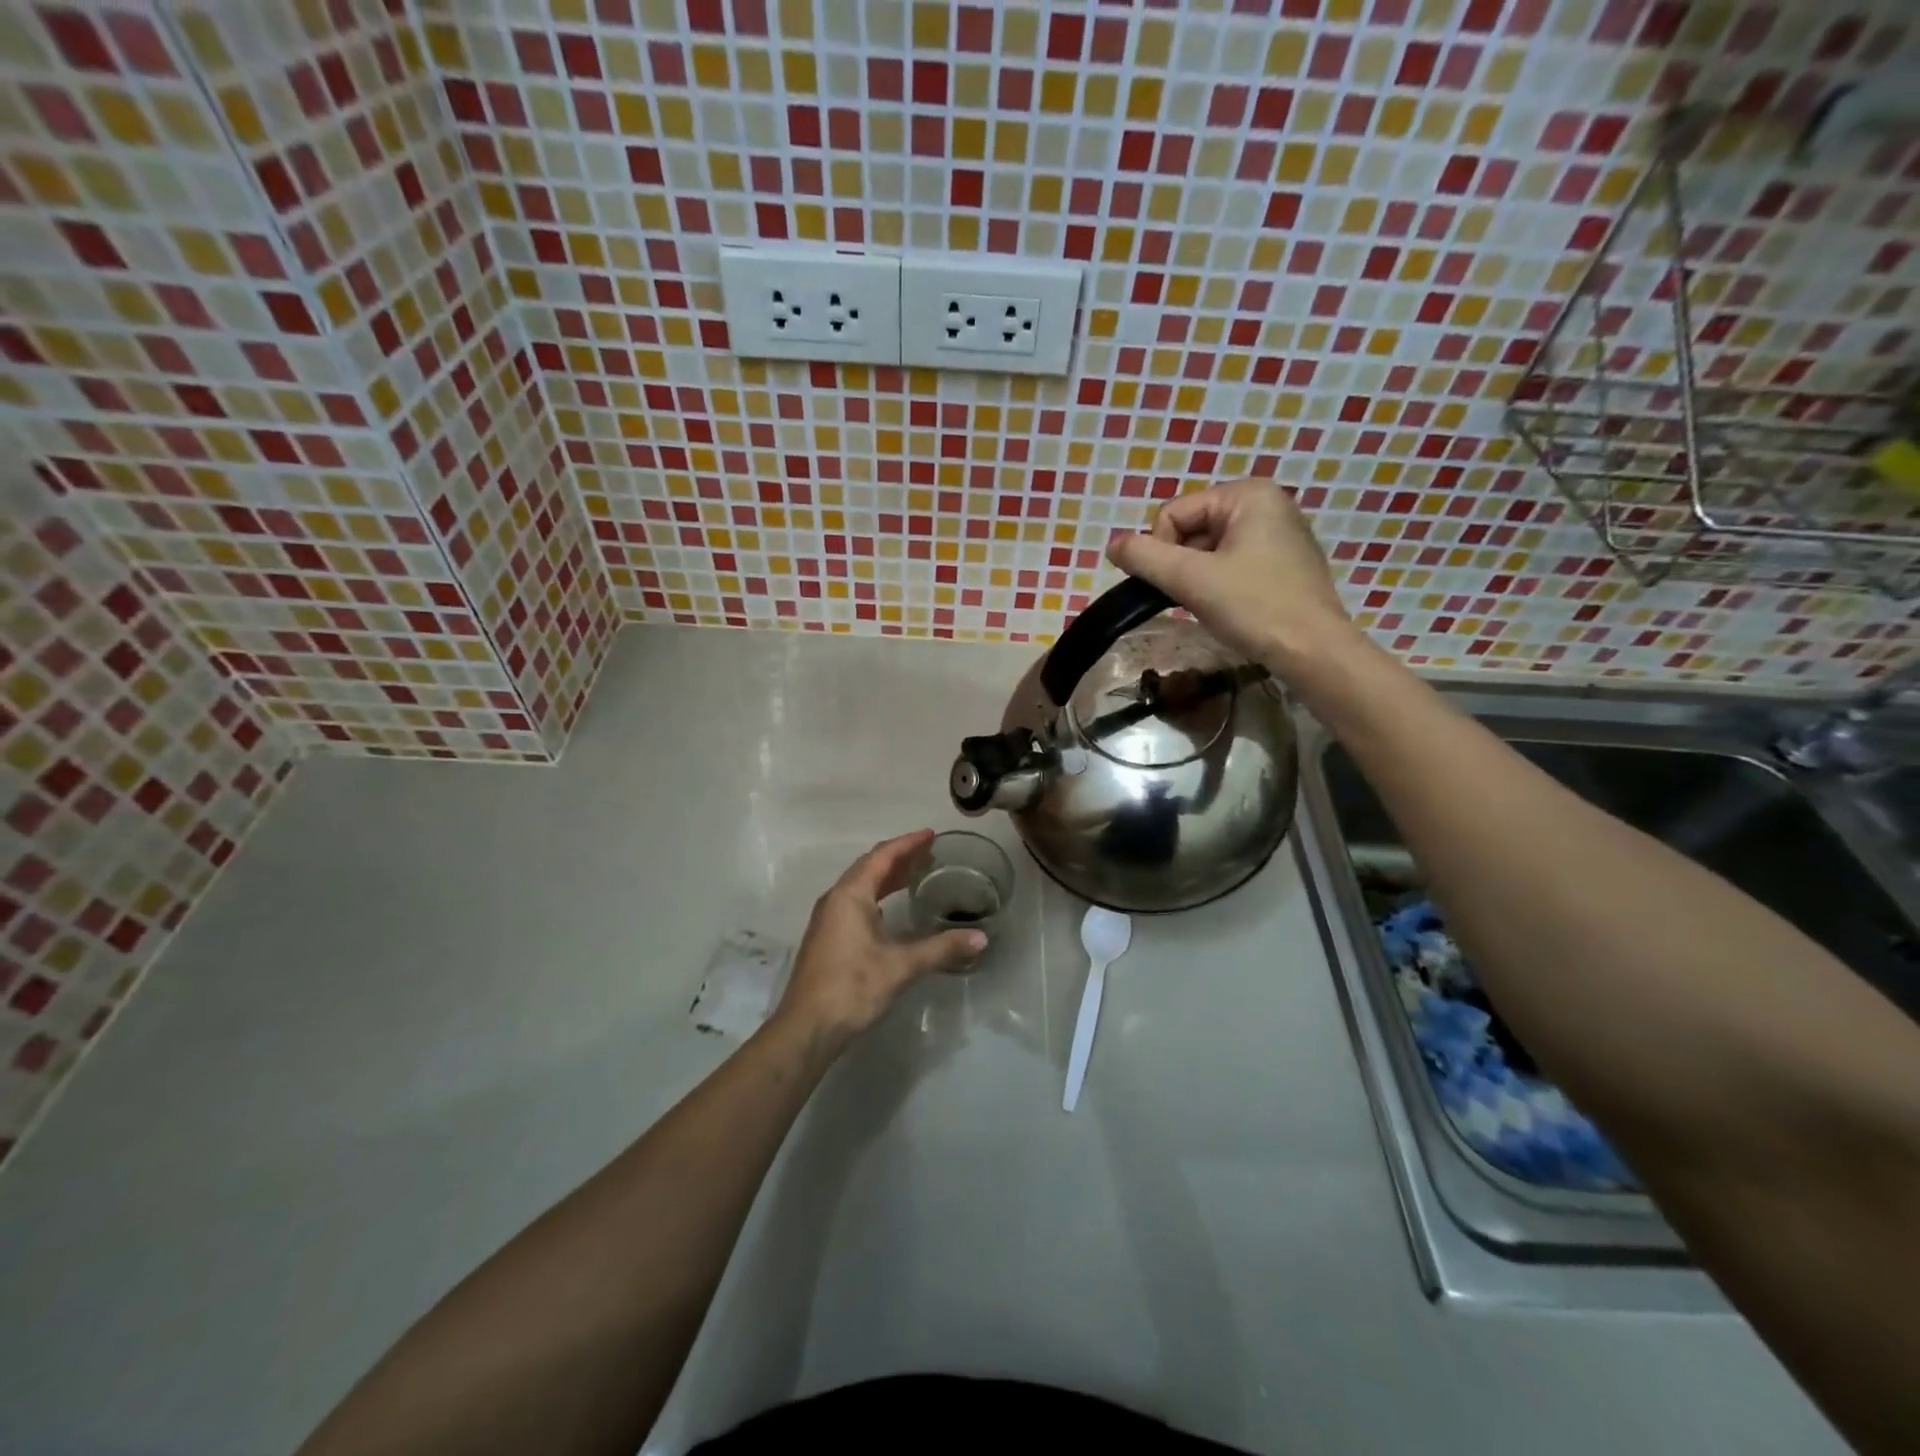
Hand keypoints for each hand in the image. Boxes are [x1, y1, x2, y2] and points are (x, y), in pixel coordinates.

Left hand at [773, 830, 985, 1051]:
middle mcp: (836, 899)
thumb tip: (980, 939)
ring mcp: (828, 919)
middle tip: (929, 853)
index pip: (882, 857)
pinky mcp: (827, 938)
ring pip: (861, 885)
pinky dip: (877, 895)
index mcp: (850, 895)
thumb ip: (941, 949)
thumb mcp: (901, 967)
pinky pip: (855, 902)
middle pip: (869, 867)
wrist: (807, 1028)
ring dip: (887, 877)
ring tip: (916, 874)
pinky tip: (890, 909)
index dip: (907, 843)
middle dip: (899, 858)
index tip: (931, 835)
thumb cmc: (852, 988)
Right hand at [1106, 479, 1357, 675]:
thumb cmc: (1254, 607)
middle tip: (1193, 598)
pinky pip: (1232, 563)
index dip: (1161, 550)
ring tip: (1211, 605)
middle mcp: (1267, 503)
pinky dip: (1219, 584)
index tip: (1177, 584)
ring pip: (1209, 550)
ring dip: (1197, 578)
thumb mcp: (1190, 579)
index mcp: (1248, 493)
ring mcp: (1280, 533)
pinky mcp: (1284, 563)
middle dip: (1182, 565)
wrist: (1314, 652)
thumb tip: (1112, 545)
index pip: (1173, 513)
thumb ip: (1145, 557)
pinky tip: (1230, 608)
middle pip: (1191, 529)